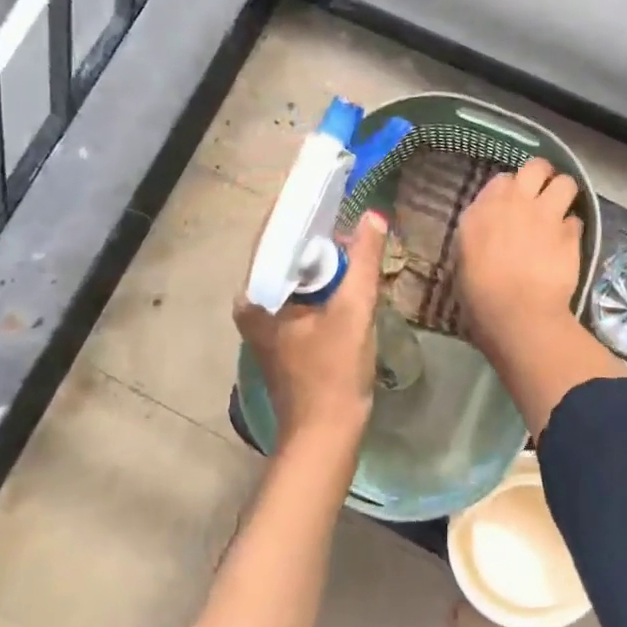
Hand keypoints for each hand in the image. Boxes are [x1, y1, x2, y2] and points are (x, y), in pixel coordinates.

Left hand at [234, 211, 387, 458]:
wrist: (326, 436)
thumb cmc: (334, 373)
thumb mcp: (353, 310)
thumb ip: (363, 260)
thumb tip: (373, 216)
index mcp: (256, 296)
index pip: (273, 236)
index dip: (301, 212)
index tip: (328, 190)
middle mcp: (253, 304)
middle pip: (285, 255)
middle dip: (317, 237)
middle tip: (350, 217)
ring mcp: (266, 321)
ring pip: (296, 275)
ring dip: (323, 260)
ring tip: (354, 240)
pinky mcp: (283, 334)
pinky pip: (302, 293)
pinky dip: (323, 282)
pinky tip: (348, 274)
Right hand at [457, 159, 582, 353]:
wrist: (516, 313)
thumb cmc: (479, 293)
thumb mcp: (463, 257)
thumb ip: (479, 231)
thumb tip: (490, 227)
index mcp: (483, 208)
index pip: (503, 179)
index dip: (511, 189)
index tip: (513, 202)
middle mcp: (516, 203)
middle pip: (537, 167)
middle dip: (542, 175)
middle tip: (543, 192)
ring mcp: (546, 215)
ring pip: (566, 183)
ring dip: (564, 193)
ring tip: (561, 208)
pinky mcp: (570, 234)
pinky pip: (577, 219)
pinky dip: (572, 228)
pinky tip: (567, 242)